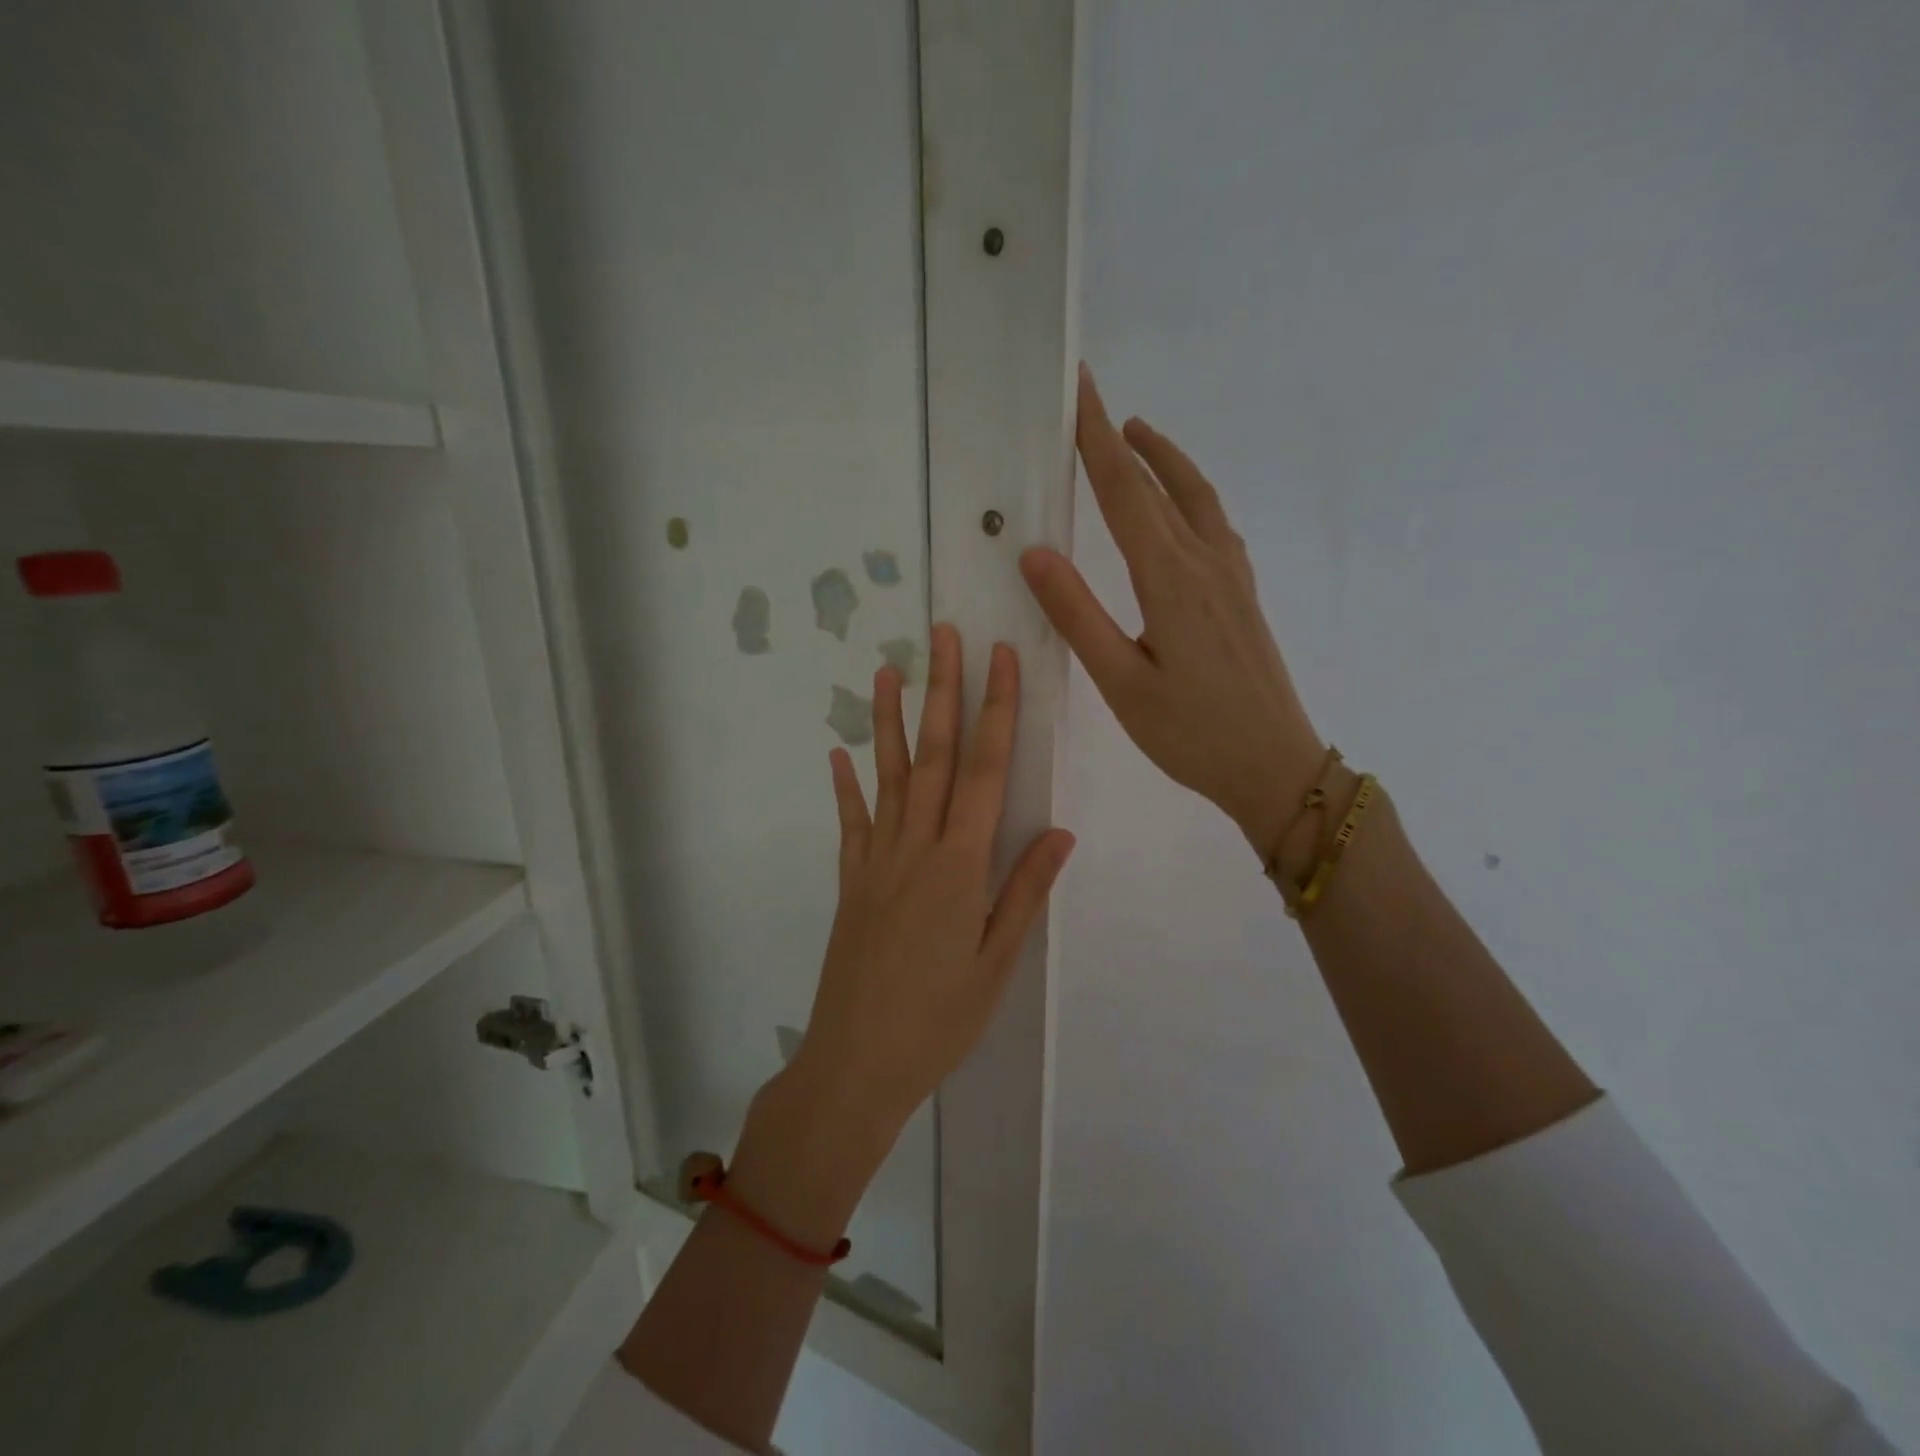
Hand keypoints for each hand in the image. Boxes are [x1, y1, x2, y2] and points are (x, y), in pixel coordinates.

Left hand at [788, 624, 1075, 1141]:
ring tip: (888, 670)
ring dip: (888, 721)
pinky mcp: (851, 883)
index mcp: (960, 865)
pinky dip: (845, 786)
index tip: (999, 658)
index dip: (994, 710)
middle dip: (941, 691)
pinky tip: (837, 753)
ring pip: (886, 777)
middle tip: (942, 635)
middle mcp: (915, 849)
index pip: (983, 770)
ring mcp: (876, 862)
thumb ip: (1025, 891)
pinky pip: (850, 824)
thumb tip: (1061, 830)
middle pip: (932, 756)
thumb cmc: (939, 1019)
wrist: (856, 1063)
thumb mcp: (997, 962)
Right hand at [1021, 365, 1322, 858]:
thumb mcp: (1121, 683)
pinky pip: (1216, 525)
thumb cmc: (1191, 734)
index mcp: (1169, 579)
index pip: (1123, 492)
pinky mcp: (1244, 596)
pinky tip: (1184, 507)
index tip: (1079, 388)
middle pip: (1160, 484)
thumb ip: (1078, 616)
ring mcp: (1232, 577)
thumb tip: (1035, 553)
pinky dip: (1192, 495)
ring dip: (1165, 460)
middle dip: (1123, 438)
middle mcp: (1205, 563)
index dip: (1096, 438)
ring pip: (1197, 498)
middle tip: (1095, 401)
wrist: (1276, 766)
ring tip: (1137, 436)